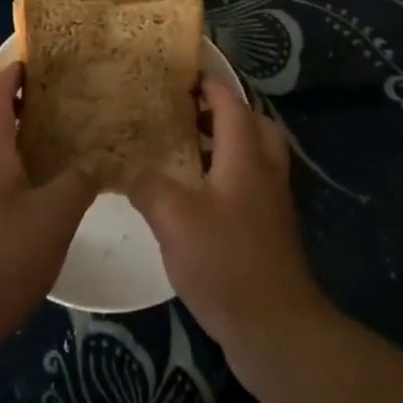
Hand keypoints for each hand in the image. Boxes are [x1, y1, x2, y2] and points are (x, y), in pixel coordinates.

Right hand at [128, 82, 333, 384]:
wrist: (277, 330)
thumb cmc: (226, 262)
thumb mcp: (174, 219)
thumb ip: (147, 185)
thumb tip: (125, 167)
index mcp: (245, 156)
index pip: (230, 103)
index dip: (208, 84)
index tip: (181, 73)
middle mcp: (264, 171)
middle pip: (252, 124)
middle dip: (222, 111)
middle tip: (185, 111)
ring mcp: (271, 202)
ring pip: (253, 155)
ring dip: (224, 144)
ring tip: (183, 149)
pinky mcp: (269, 230)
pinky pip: (249, 184)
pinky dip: (226, 174)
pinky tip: (195, 196)